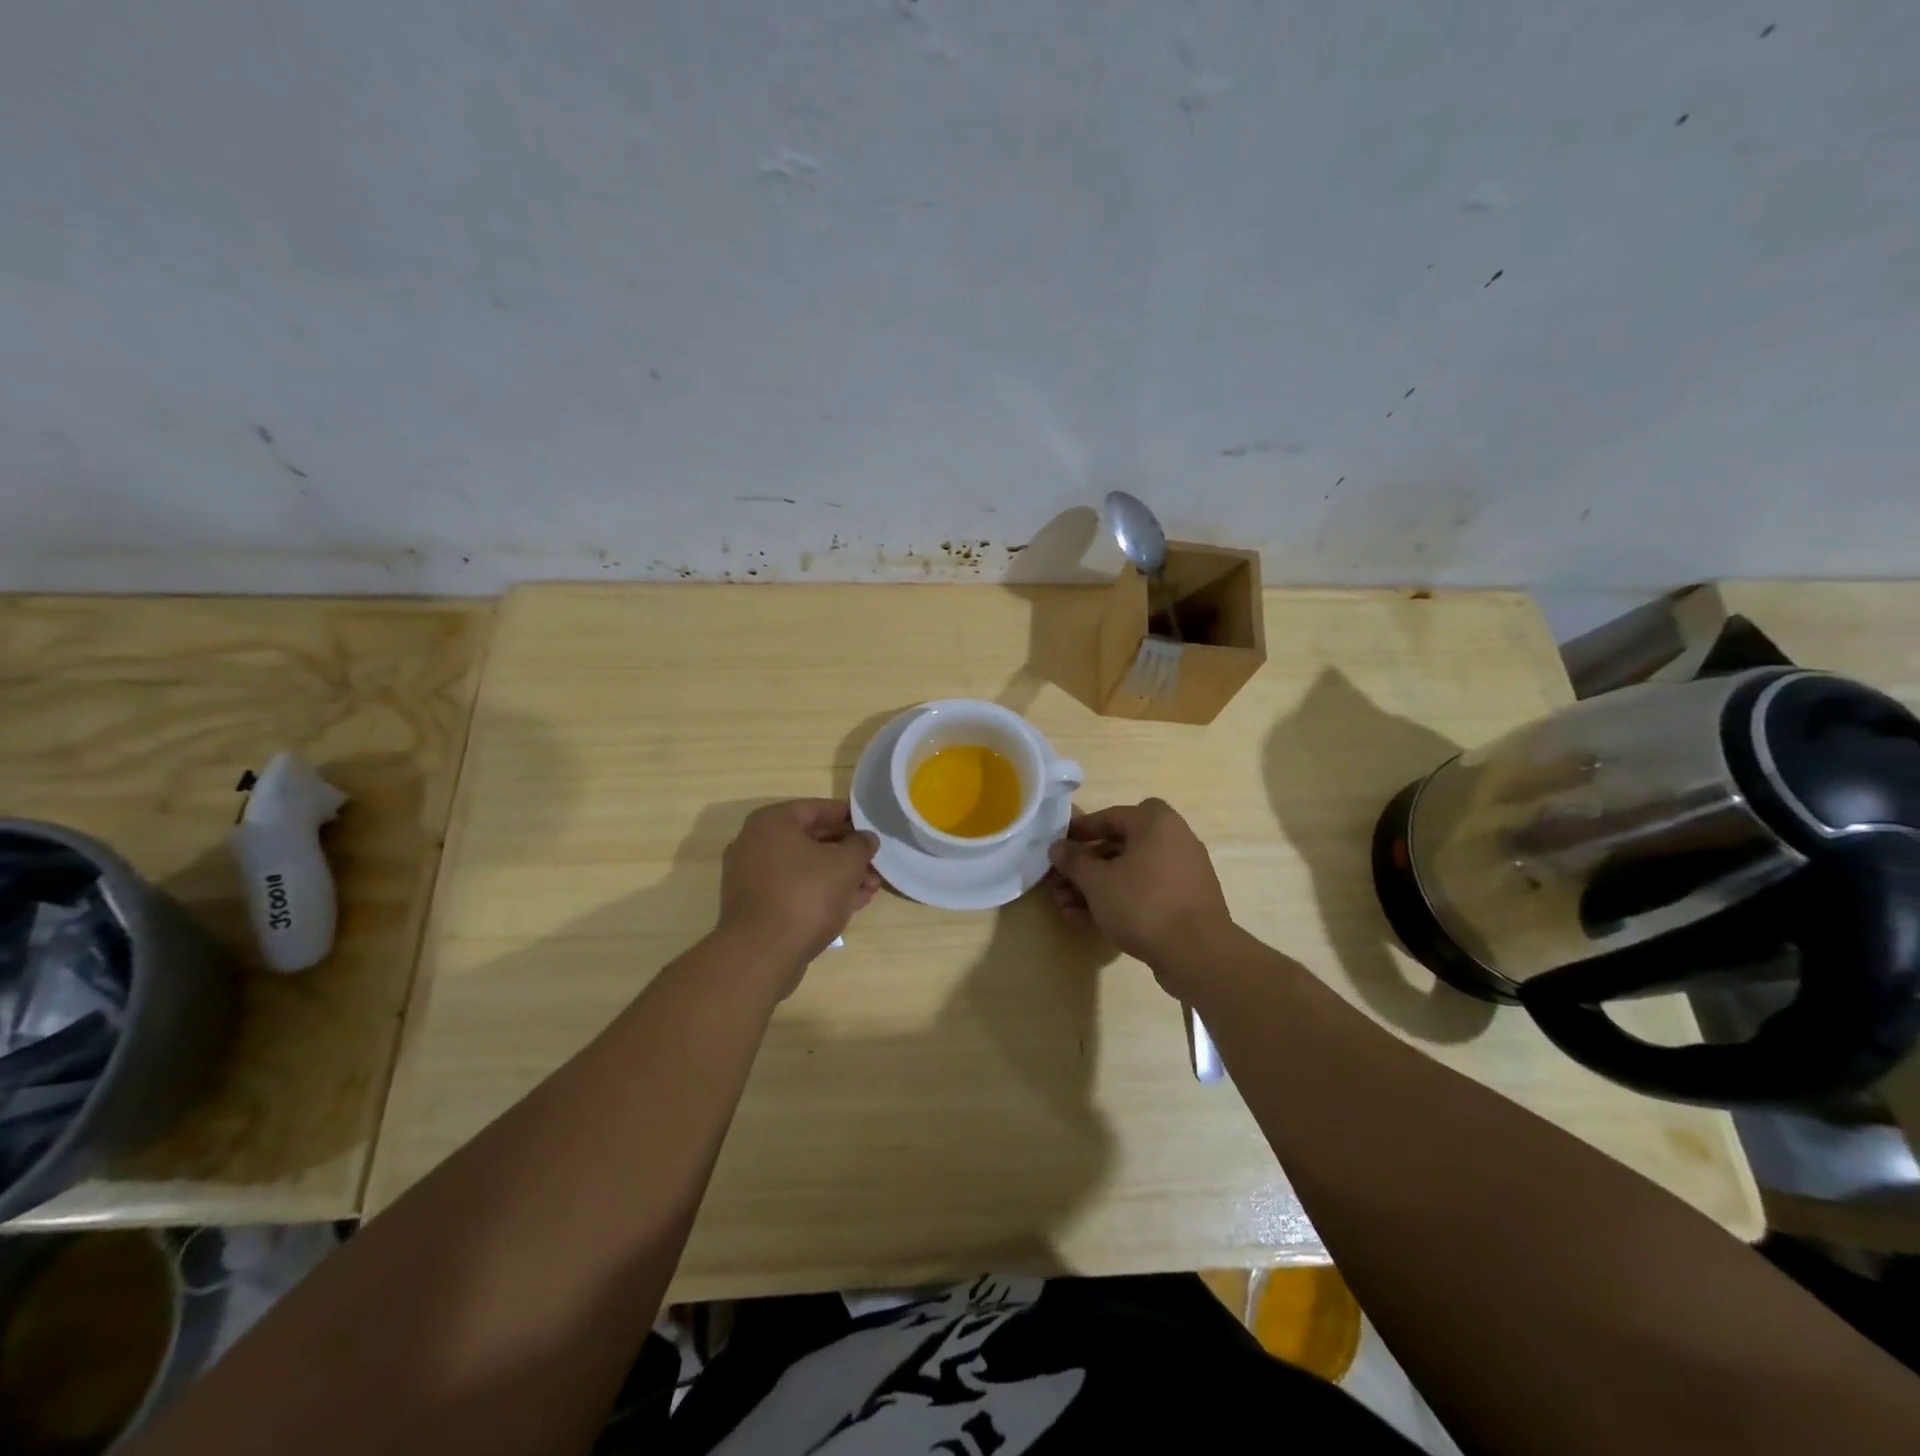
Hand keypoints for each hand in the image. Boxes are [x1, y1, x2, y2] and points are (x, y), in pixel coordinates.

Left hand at [717, 800, 880, 991]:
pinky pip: (794, 889)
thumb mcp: (846, 863)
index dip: (849, 817)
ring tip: (870, 886)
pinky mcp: (756, 907)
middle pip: (811, 839)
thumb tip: (866, 838)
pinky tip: (851, 903)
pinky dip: (820, 892)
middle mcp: (755, 843)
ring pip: (805, 868)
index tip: (872, 827)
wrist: (762, 953)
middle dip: (847, 851)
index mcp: (772, 822)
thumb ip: (861, 845)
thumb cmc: (806, 894)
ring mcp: (752, 877)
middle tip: (875, 861)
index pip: (818, 808)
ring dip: (839, 875)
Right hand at [1046, 798, 1234, 990]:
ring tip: (1066, 909)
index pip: (1110, 816)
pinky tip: (1088, 923)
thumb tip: (1058, 847)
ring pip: (1129, 874)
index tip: (1057, 847)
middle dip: (1085, 868)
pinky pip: (1144, 893)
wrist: (1197, 953)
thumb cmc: (1142, 904)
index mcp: (1156, 823)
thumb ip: (1074, 861)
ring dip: (1097, 888)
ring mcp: (1182, 873)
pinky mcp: (1185, 902)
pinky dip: (1119, 902)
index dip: (1079, 831)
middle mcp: (1174, 840)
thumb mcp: (1097, 881)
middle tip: (1059, 884)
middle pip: (1119, 847)